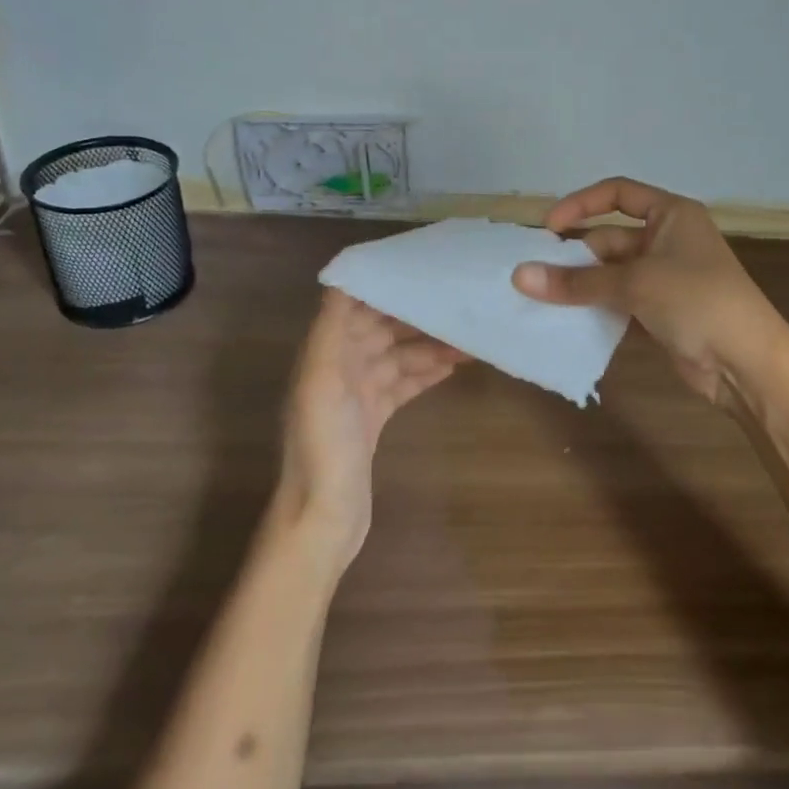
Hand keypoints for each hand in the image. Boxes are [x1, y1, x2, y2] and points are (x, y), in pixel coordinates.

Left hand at [274, 289, 463, 568]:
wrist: (324, 519)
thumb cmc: (323, 448)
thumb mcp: (321, 382)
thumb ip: (331, 330)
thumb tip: (344, 277)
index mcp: (324, 354)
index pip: (356, 306)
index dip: (384, 287)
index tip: (421, 270)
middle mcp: (339, 368)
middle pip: (382, 329)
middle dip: (416, 316)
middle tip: (457, 303)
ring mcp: (358, 394)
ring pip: (398, 356)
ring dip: (429, 345)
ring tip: (467, 337)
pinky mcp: (375, 418)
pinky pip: (404, 383)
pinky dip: (426, 372)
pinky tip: (455, 365)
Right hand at [511, 177, 784, 407]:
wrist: (746, 361)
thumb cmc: (697, 300)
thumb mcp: (636, 283)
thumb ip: (577, 282)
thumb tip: (519, 276)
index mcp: (671, 214)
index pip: (618, 194)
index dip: (580, 204)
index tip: (547, 227)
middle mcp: (667, 239)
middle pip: (609, 238)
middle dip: (575, 257)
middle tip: (534, 276)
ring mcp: (664, 277)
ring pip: (611, 273)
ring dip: (581, 285)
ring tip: (539, 299)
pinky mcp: (661, 311)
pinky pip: (619, 301)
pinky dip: (596, 308)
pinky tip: (566, 321)